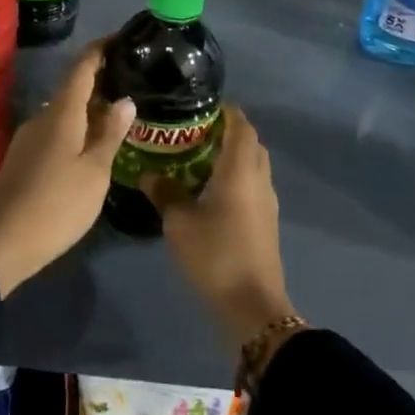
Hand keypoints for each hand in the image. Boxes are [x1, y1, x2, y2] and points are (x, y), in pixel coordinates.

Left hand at [0, 42, 134, 296]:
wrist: (0, 245)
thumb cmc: (56, 206)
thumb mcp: (94, 172)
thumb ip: (110, 134)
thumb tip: (125, 99)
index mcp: (61, 114)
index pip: (81, 68)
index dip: (99, 50)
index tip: (120, 40)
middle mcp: (41, 118)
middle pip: (72, 89)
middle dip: (99, 82)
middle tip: (130, 82)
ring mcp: (27, 139)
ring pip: (63, 113)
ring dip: (88, 109)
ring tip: (117, 116)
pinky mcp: (21, 160)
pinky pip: (54, 132)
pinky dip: (75, 129)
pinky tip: (90, 146)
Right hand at [150, 107, 296, 346]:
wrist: (251, 307)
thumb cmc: (214, 255)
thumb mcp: (179, 223)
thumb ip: (164, 193)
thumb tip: (148, 174)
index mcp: (240, 170)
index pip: (240, 125)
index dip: (225, 111)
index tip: (201, 107)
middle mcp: (258, 179)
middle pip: (250, 143)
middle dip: (227, 132)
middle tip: (195, 133)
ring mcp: (267, 202)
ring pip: (253, 165)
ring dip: (233, 156)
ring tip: (199, 159)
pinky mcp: (266, 222)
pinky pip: (253, 185)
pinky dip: (236, 177)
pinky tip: (211, 191)